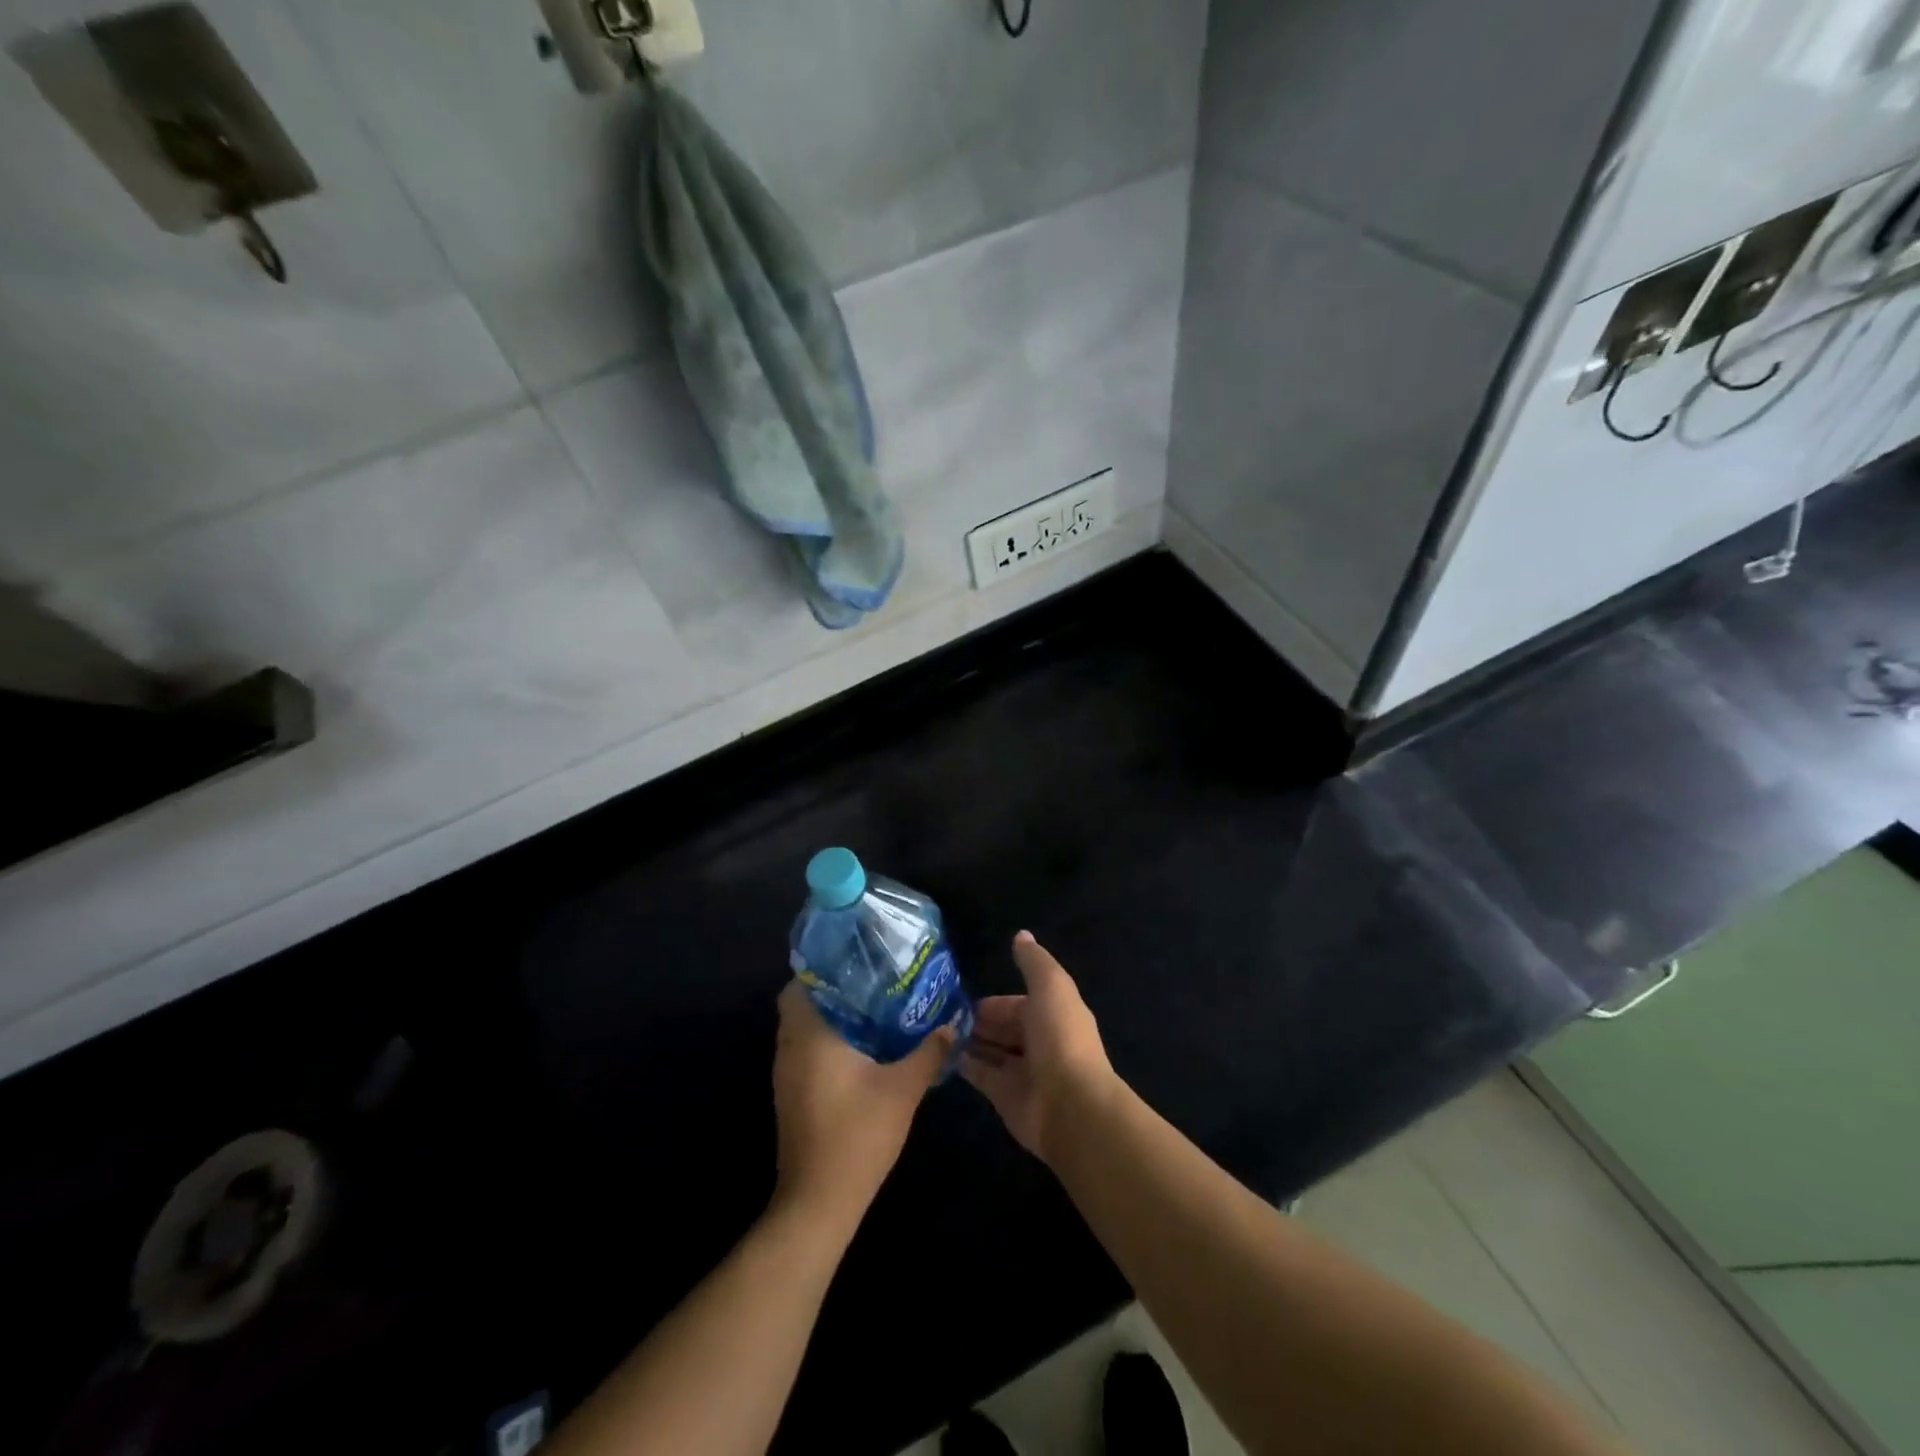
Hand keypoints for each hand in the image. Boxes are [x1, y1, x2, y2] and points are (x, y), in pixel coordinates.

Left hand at [772, 981, 952, 1235]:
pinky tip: (863, 1046)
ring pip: (804, 1028)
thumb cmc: (858, 1135)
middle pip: (802, 1002)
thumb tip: (953, 1023)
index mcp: (810, 1035)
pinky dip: (827, 1040)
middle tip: (873, 979)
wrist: (819, 1202)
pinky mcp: (791, 1095)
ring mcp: (786, 1074)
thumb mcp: (903, 1089)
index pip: (801, 982)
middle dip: (834, 988)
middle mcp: (790, 1048)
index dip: (826, 965)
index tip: (858, 958)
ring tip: (874, 1005)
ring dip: (831, 1015)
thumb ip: (929, 1051)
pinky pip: (805, 1050)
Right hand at [960, 931, 1115, 1161]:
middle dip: (977, 1021)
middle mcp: (1038, 1042)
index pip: (1017, 1004)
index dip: (993, 1002)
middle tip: (941, 1015)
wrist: (1070, 1105)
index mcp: (1052, 1014)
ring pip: (991, 1051)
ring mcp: (1022, 1072)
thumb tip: (1021, 935)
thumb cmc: (1060, 1038)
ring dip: (968, 1041)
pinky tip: (940, 1054)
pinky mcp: (1006, 1097)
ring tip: (934, 1031)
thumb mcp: (1050, 986)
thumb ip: (1033, 962)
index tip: (961, 997)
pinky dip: (963, 1065)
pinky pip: (981, 1076)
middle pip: (1002, 1028)